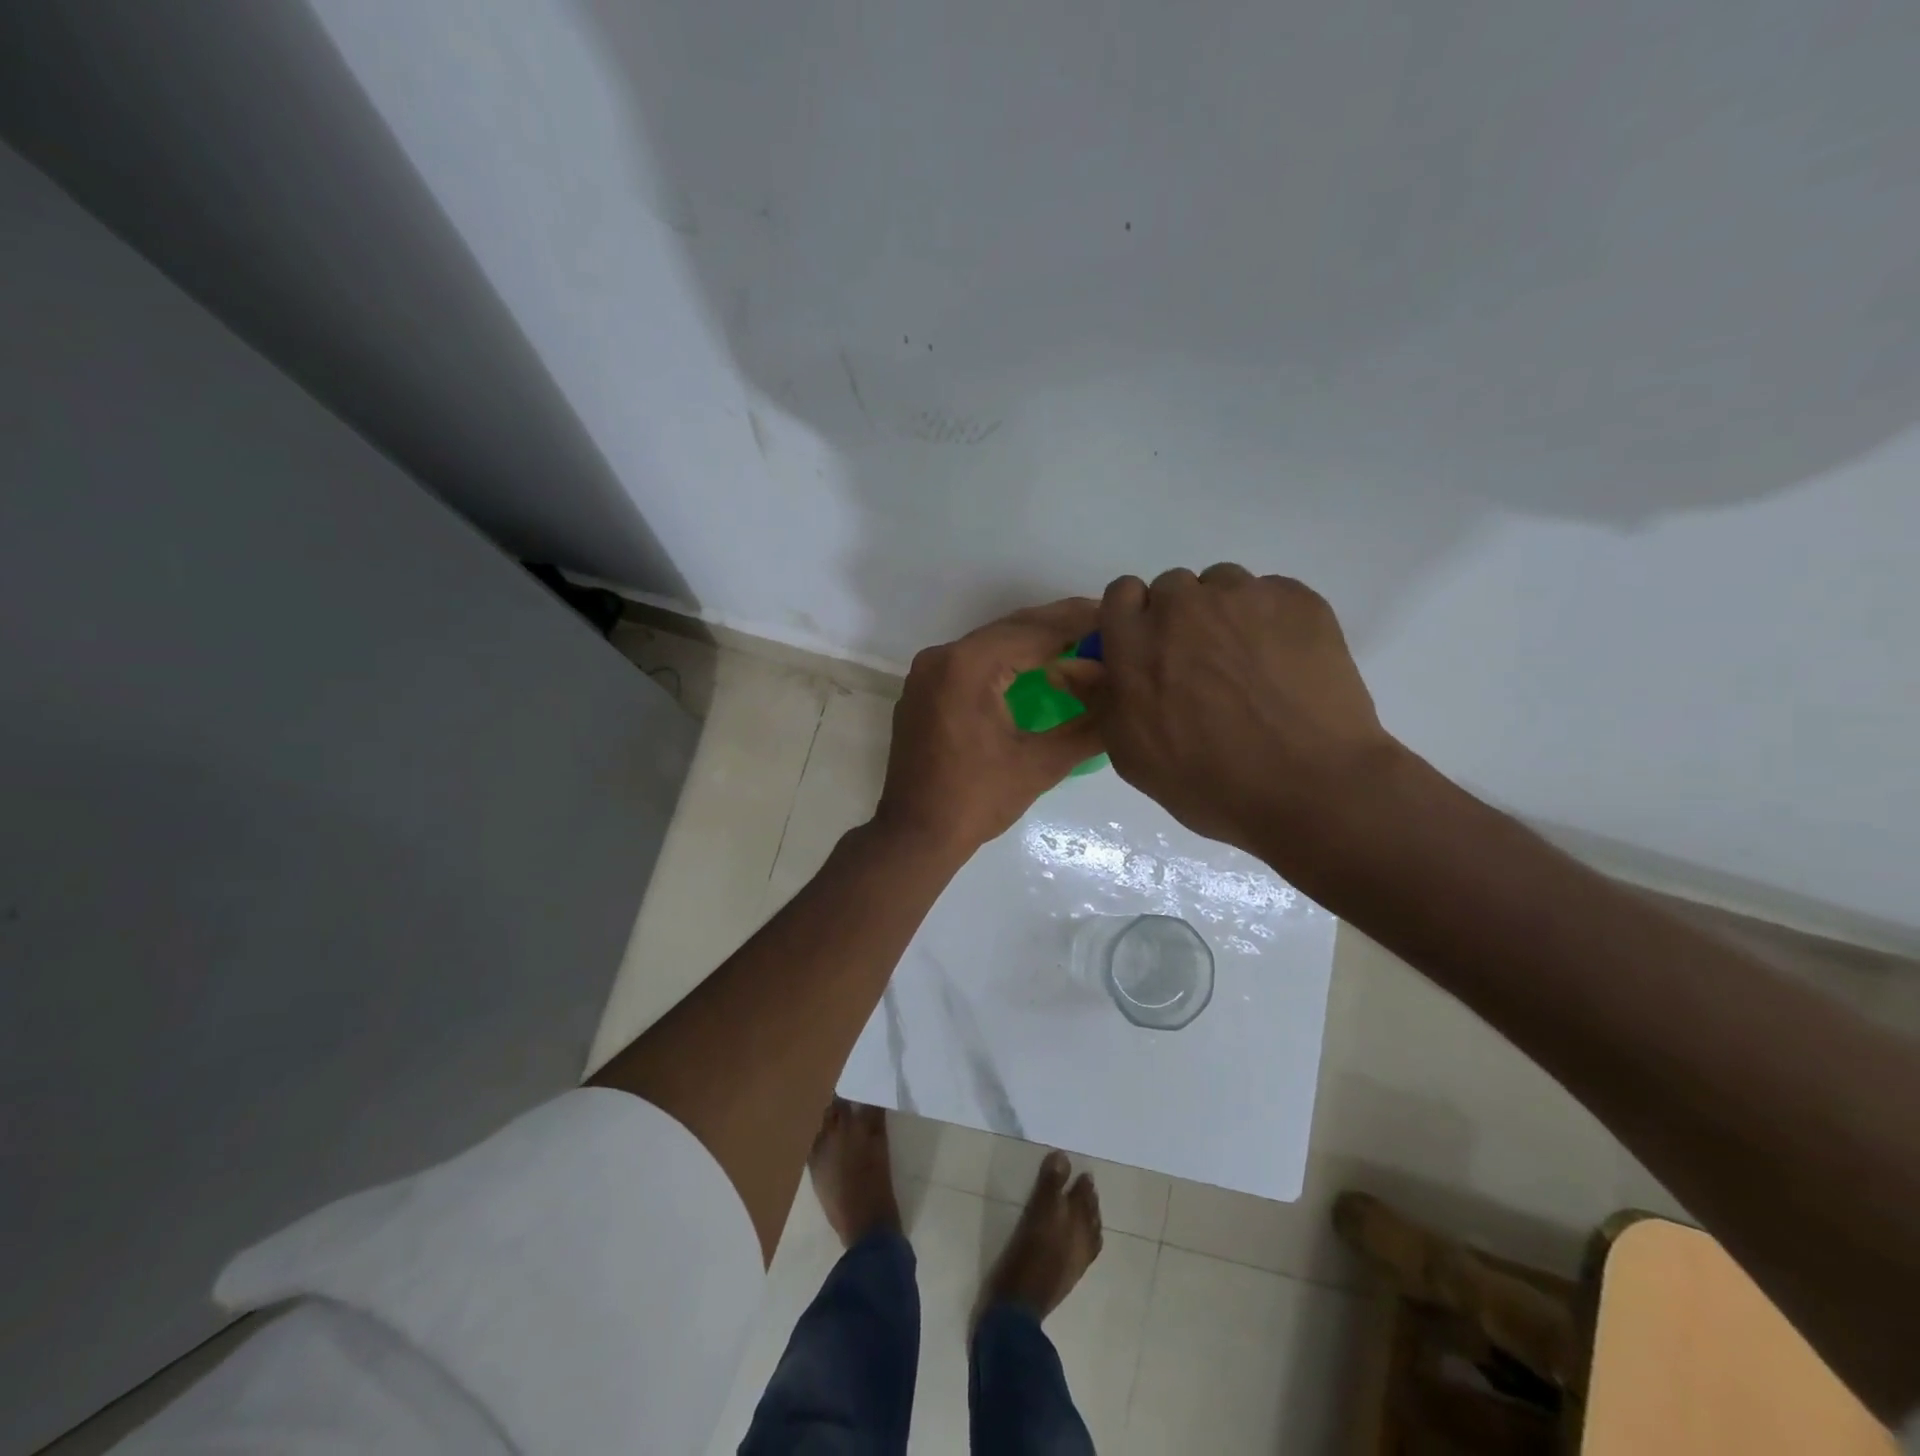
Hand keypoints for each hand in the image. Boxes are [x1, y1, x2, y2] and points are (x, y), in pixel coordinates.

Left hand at [875, 599, 1103, 859]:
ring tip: (1079, 641)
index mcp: (968, 666)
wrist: (915, 835)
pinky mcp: (923, 689)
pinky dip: (1006, 659)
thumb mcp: (1042, 764)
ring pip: (990, 643)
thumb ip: (1089, 725)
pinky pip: (971, 661)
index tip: (1115, 617)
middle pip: (1010, 629)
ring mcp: (927, 672)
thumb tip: (1125, 697)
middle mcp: (942, 657)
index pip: (1034, 632)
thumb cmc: (978, 801)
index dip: (1079, 624)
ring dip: (1033, 641)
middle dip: (1058, 625)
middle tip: (1104, 622)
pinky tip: (1036, 666)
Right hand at [1052, 566, 1400, 857]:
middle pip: (1172, 587)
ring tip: (1248, 664)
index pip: (1121, 594)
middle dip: (1179, 618)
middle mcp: (1183, 607)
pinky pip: (1270, 593)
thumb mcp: (1134, 755)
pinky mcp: (1297, 599)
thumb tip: (1065, 665)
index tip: (1150, 651)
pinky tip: (1285, 664)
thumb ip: (1099, 699)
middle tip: (1202, 667)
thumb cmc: (1210, 783)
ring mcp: (1243, 598)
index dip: (1134, 620)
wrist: (1313, 788)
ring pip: (1222, 585)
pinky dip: (1270, 619)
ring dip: (1225, 613)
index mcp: (1136, 644)